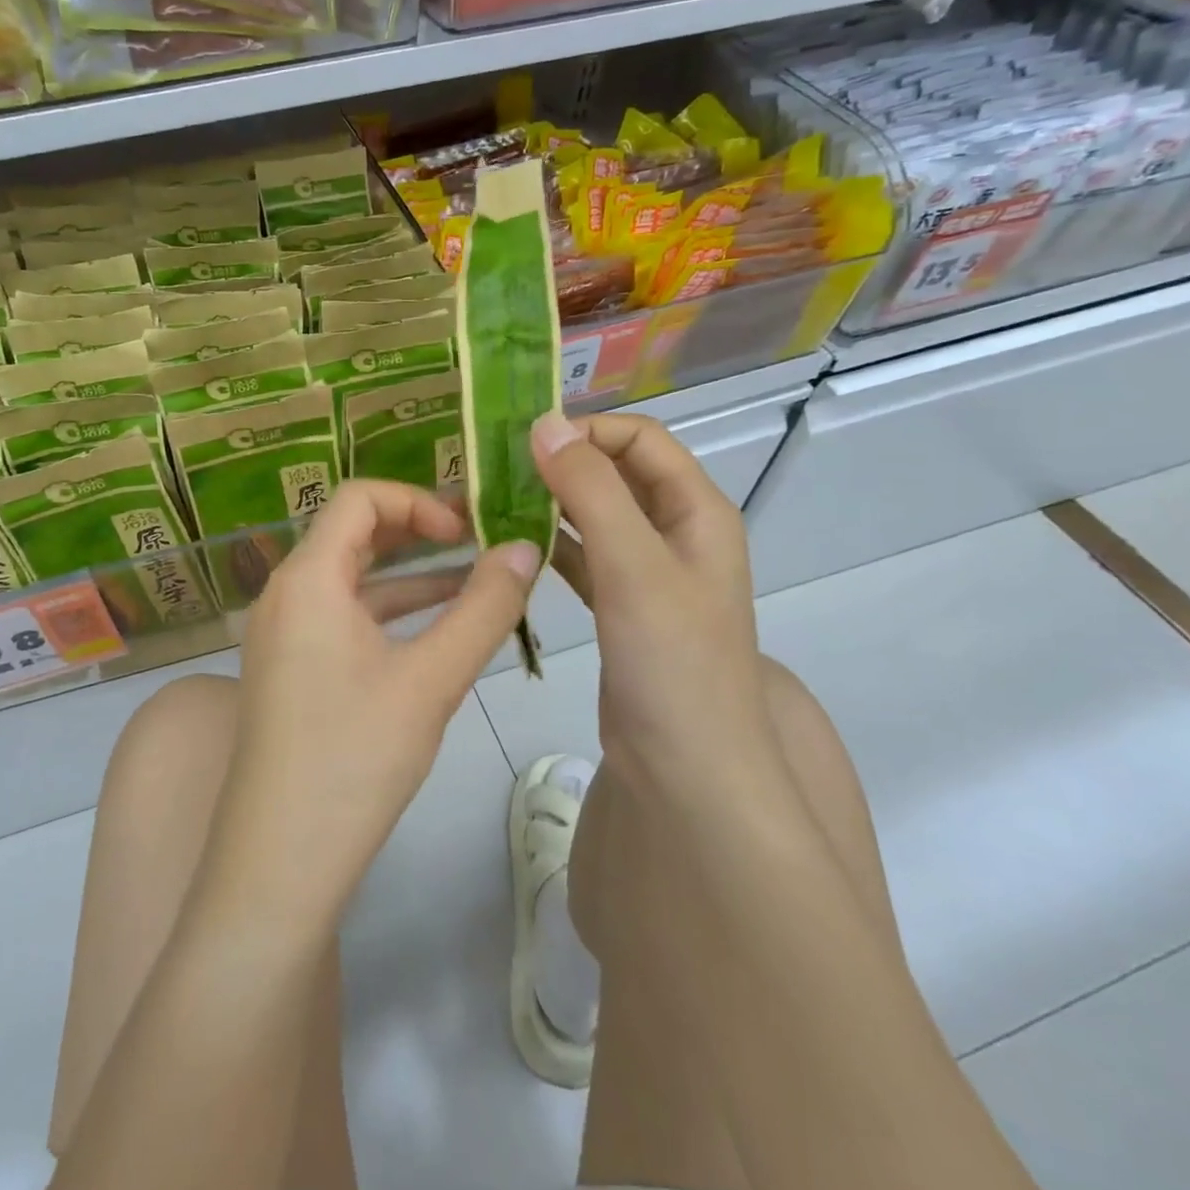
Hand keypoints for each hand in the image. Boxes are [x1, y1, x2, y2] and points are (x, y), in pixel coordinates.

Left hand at [203, 480, 539, 924]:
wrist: (279, 861)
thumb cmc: (354, 758)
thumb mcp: (431, 679)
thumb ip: (484, 609)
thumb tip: (526, 547)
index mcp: (307, 578)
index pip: (359, 498)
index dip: (417, 501)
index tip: (467, 532)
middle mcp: (285, 593)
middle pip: (352, 533)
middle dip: (417, 532)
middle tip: (478, 543)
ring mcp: (282, 633)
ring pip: (351, 580)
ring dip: (409, 576)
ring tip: (475, 583)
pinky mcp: (289, 668)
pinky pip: (341, 618)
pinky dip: (387, 614)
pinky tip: (435, 631)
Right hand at [530, 411, 782, 795]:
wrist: (685, 765)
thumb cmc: (671, 659)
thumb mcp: (634, 565)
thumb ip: (591, 491)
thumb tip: (544, 425)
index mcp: (696, 510)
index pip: (641, 439)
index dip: (587, 430)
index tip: (525, 442)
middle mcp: (676, 531)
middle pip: (616, 473)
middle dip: (562, 463)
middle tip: (497, 468)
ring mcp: (648, 571)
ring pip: (595, 514)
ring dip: (551, 502)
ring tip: (493, 500)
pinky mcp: (621, 604)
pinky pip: (583, 555)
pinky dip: (551, 543)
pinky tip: (511, 545)